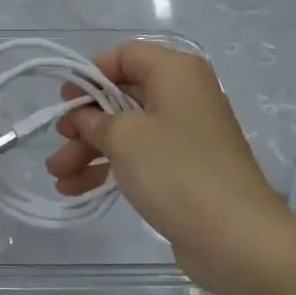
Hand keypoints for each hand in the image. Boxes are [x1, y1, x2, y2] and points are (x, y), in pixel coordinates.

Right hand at [46, 42, 295, 294]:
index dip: (90, 74)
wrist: (238, 239)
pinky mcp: (186, 168)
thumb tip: (84, 117)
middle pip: (122, 95)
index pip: (124, 55)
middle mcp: (183, 95)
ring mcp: (186, 134)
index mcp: (175, 72)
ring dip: (90, 150)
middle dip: (84, 122)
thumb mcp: (125, 138)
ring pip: (128, 130)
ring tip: (57, 176)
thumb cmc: (177, 171)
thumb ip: (95, 120)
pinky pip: (141, 157)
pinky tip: (77, 189)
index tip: (64, 101)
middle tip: (57, 142)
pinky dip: (111, 168)